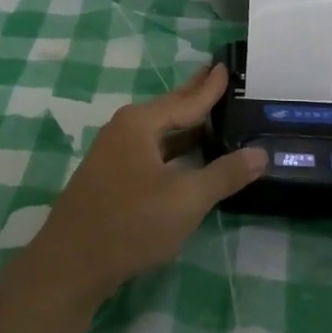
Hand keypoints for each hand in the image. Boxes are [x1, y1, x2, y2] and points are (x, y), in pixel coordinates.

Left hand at [26, 63, 266, 305]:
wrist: (70, 265)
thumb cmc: (131, 223)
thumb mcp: (187, 199)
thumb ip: (225, 174)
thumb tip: (261, 154)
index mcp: (140, 124)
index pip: (186, 100)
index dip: (210, 87)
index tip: (225, 66)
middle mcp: (124, 130)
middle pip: (169, 109)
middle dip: (194, 95)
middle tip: (217, 75)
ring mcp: (113, 155)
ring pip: (158, 133)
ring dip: (184, 125)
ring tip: (209, 114)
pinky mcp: (110, 179)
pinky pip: (150, 151)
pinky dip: (172, 147)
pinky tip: (185, 156)